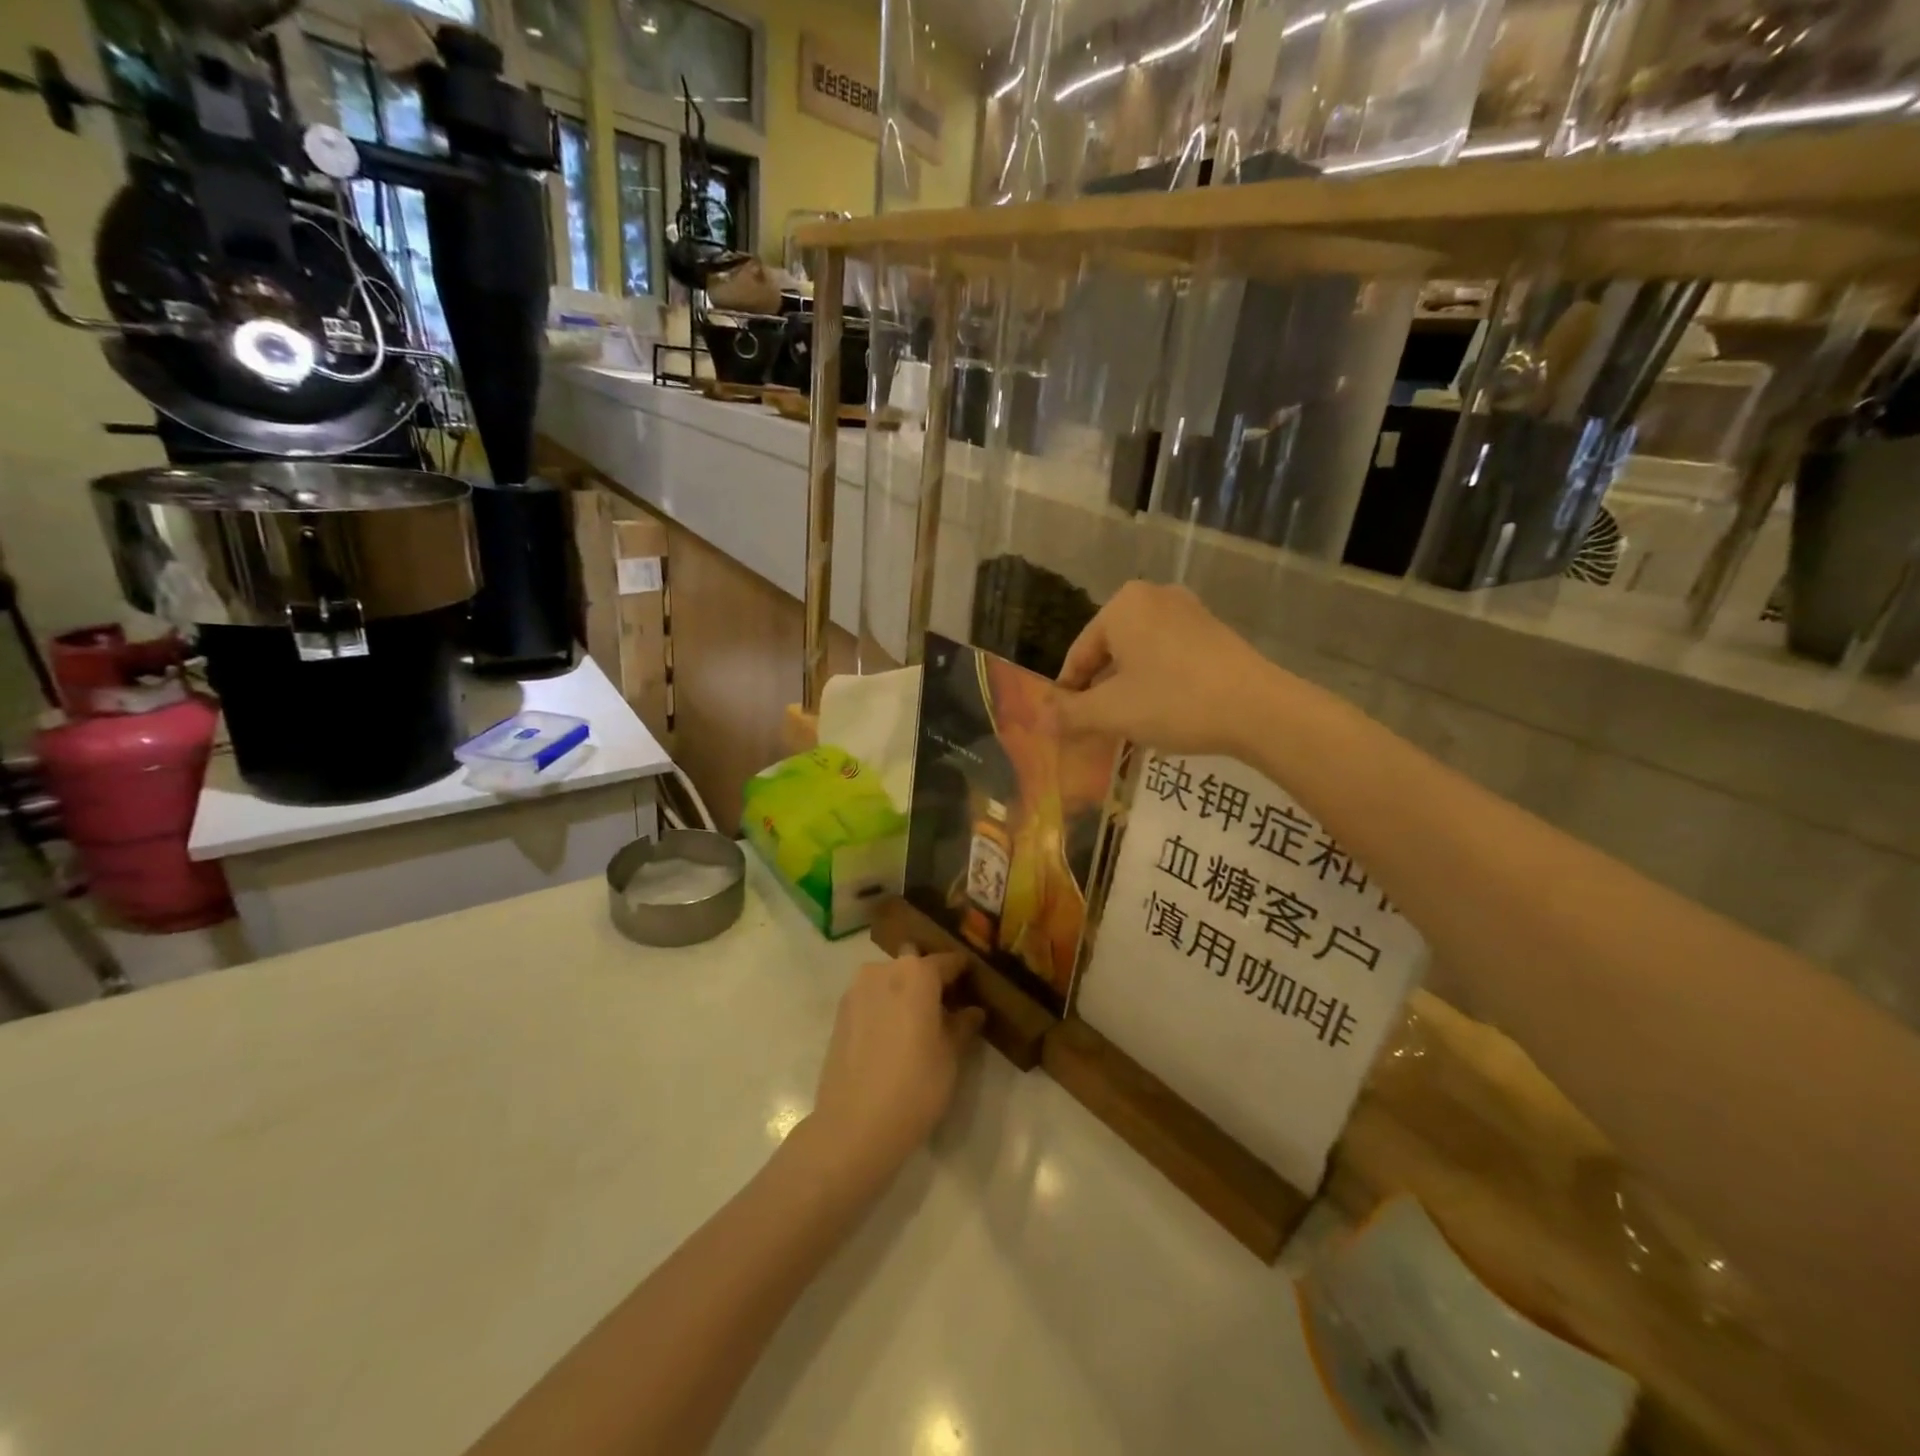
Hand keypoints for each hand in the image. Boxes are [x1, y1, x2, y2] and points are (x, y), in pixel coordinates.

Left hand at [801, 951, 985, 1194]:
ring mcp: (857, 989)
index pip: (948, 962)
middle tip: (945, 1008)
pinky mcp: (840, 1012)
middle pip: (914, 964)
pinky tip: (893, 1036)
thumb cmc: (914, 1087)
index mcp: (917, 973)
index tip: (974, 986)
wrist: (853, 1127)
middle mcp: (884, 970)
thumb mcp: (950, 1057)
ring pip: (889, 979)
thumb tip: (972, 1011)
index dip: (963, 973)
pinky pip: (871, 998)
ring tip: (918, 1025)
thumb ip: (962, 1026)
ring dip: (904, 992)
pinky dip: (884, 1007)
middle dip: (930, 980)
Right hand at [1054, 581, 1280, 757]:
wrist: (1259, 709)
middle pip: (1109, 652)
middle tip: (1096, 728)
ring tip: (1128, 725)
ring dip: (1128, 689)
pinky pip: (1168, 655)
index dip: (1068, 694)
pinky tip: (1164, 711)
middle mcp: (1154, 596)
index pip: (1079, 654)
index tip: (1065, 725)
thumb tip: (1041, 716)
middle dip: (1100, 691)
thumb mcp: (1112, 712)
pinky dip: (1157, 681)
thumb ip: (1070, 713)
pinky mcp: (1214, 631)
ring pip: (1140, 655)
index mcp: (1122, 605)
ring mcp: (1188, 611)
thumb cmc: (1174, 702)